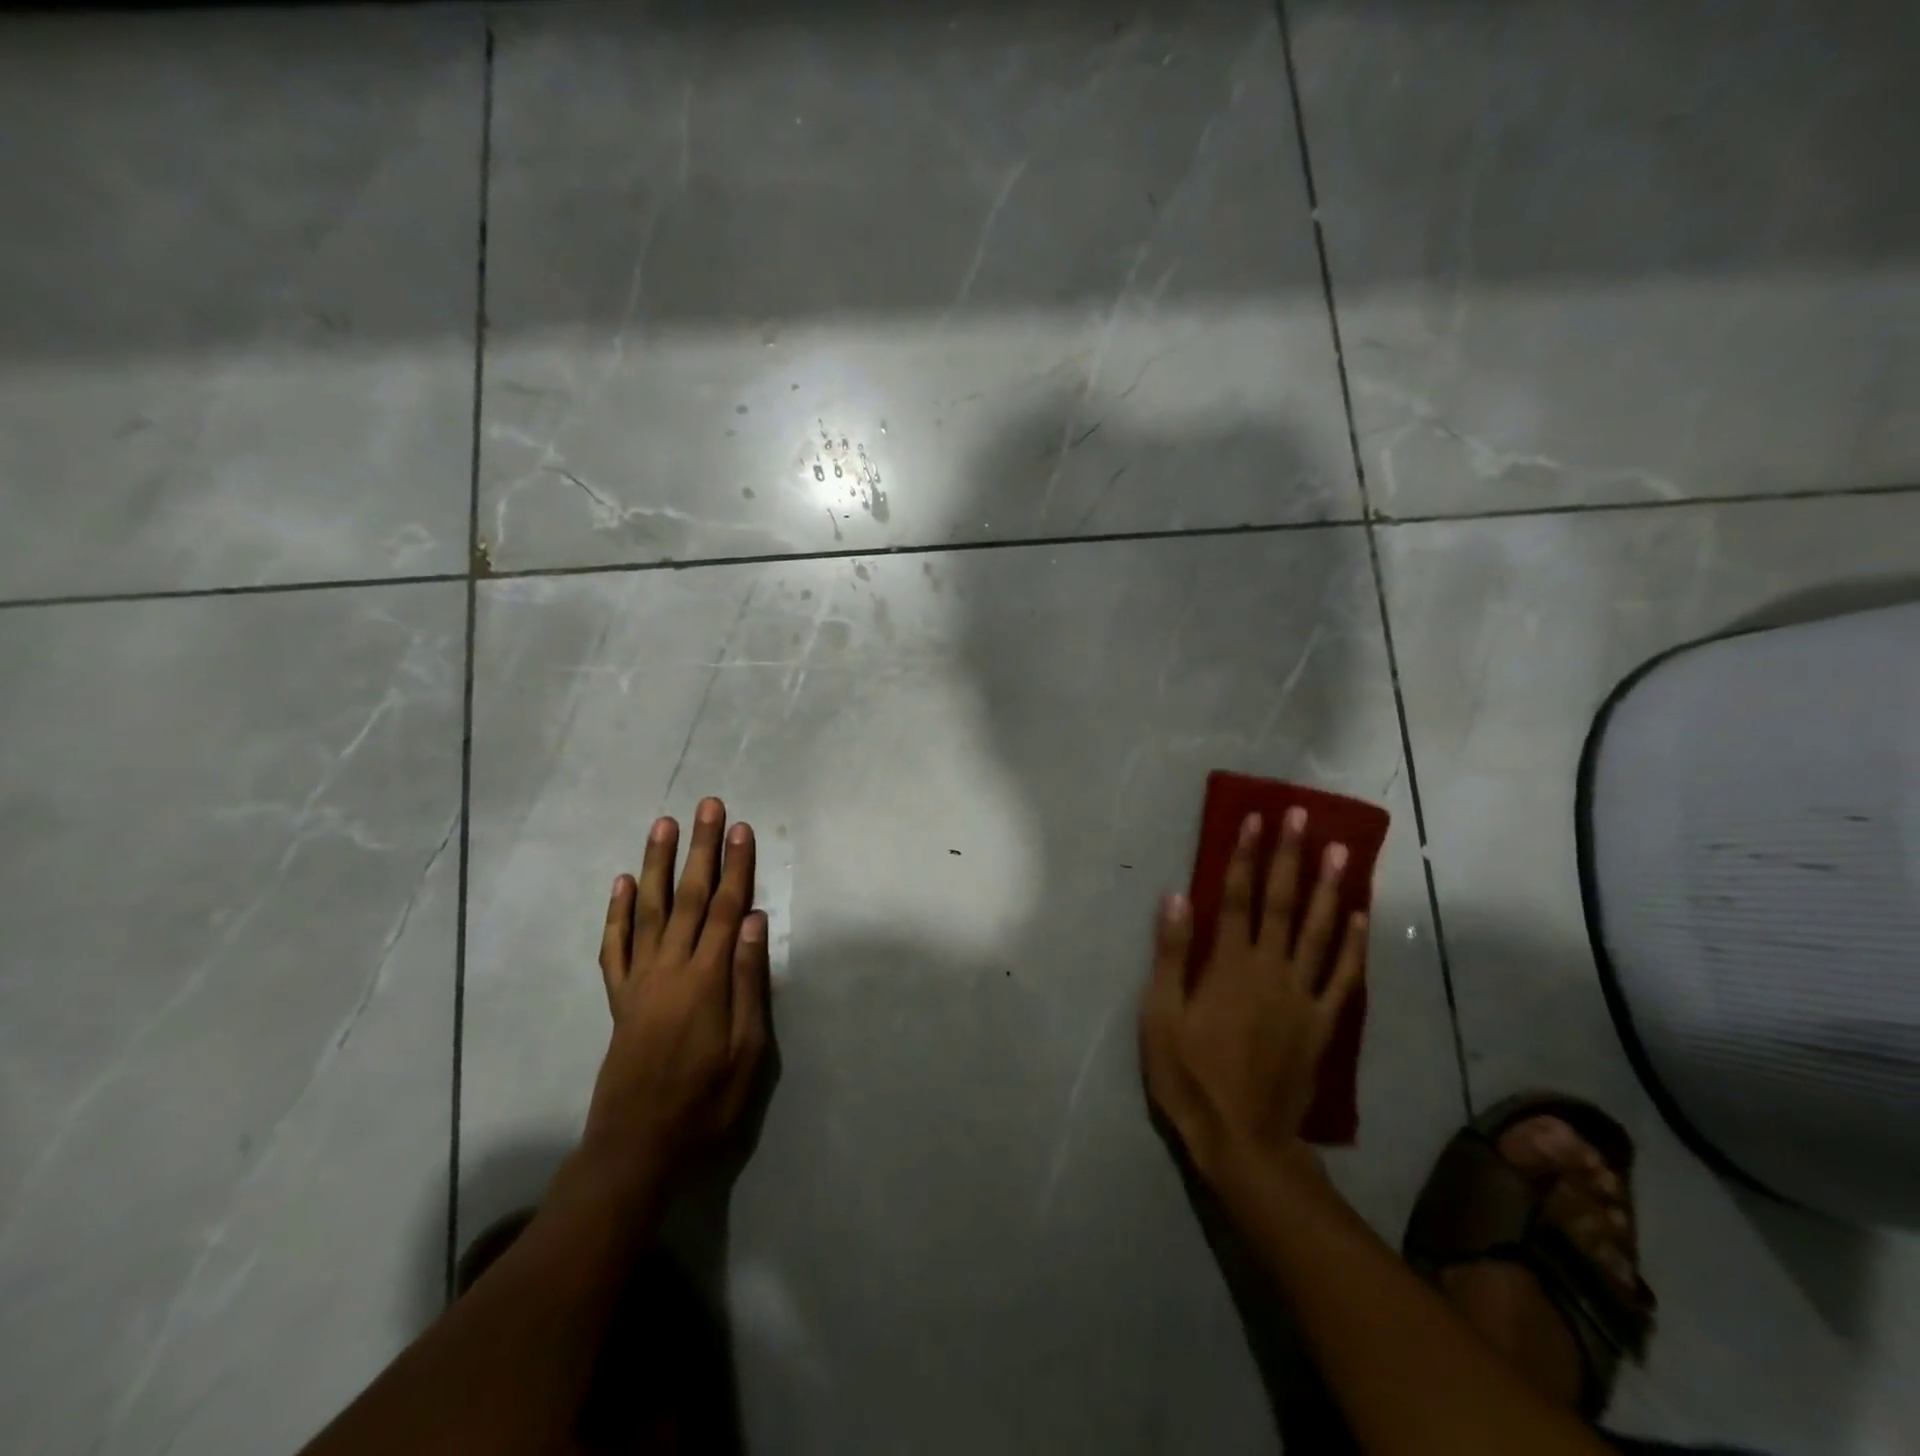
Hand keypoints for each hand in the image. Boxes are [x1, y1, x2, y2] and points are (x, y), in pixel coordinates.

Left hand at [583, 797, 770, 1181]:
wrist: (636, 1146)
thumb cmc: (705, 1101)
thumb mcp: (747, 1050)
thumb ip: (747, 981)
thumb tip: (754, 921)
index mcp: (705, 979)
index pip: (726, 908)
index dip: (737, 866)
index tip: (742, 829)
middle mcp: (670, 968)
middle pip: (690, 896)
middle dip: (701, 848)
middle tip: (707, 807)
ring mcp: (639, 980)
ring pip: (649, 909)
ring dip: (658, 864)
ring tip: (663, 825)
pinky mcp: (618, 997)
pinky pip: (614, 946)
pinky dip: (617, 912)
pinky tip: (622, 883)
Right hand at [1139, 807, 1368, 1190]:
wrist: (1242, 1139)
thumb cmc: (1189, 1075)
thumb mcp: (1160, 1016)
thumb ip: (1171, 954)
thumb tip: (1178, 897)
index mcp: (1227, 966)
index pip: (1237, 897)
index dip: (1246, 856)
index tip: (1257, 819)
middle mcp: (1269, 970)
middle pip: (1281, 904)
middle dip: (1290, 856)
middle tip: (1303, 815)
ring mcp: (1301, 996)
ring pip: (1318, 931)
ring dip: (1329, 887)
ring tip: (1341, 850)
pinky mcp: (1321, 1023)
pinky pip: (1342, 977)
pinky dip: (1352, 944)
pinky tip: (1358, 915)